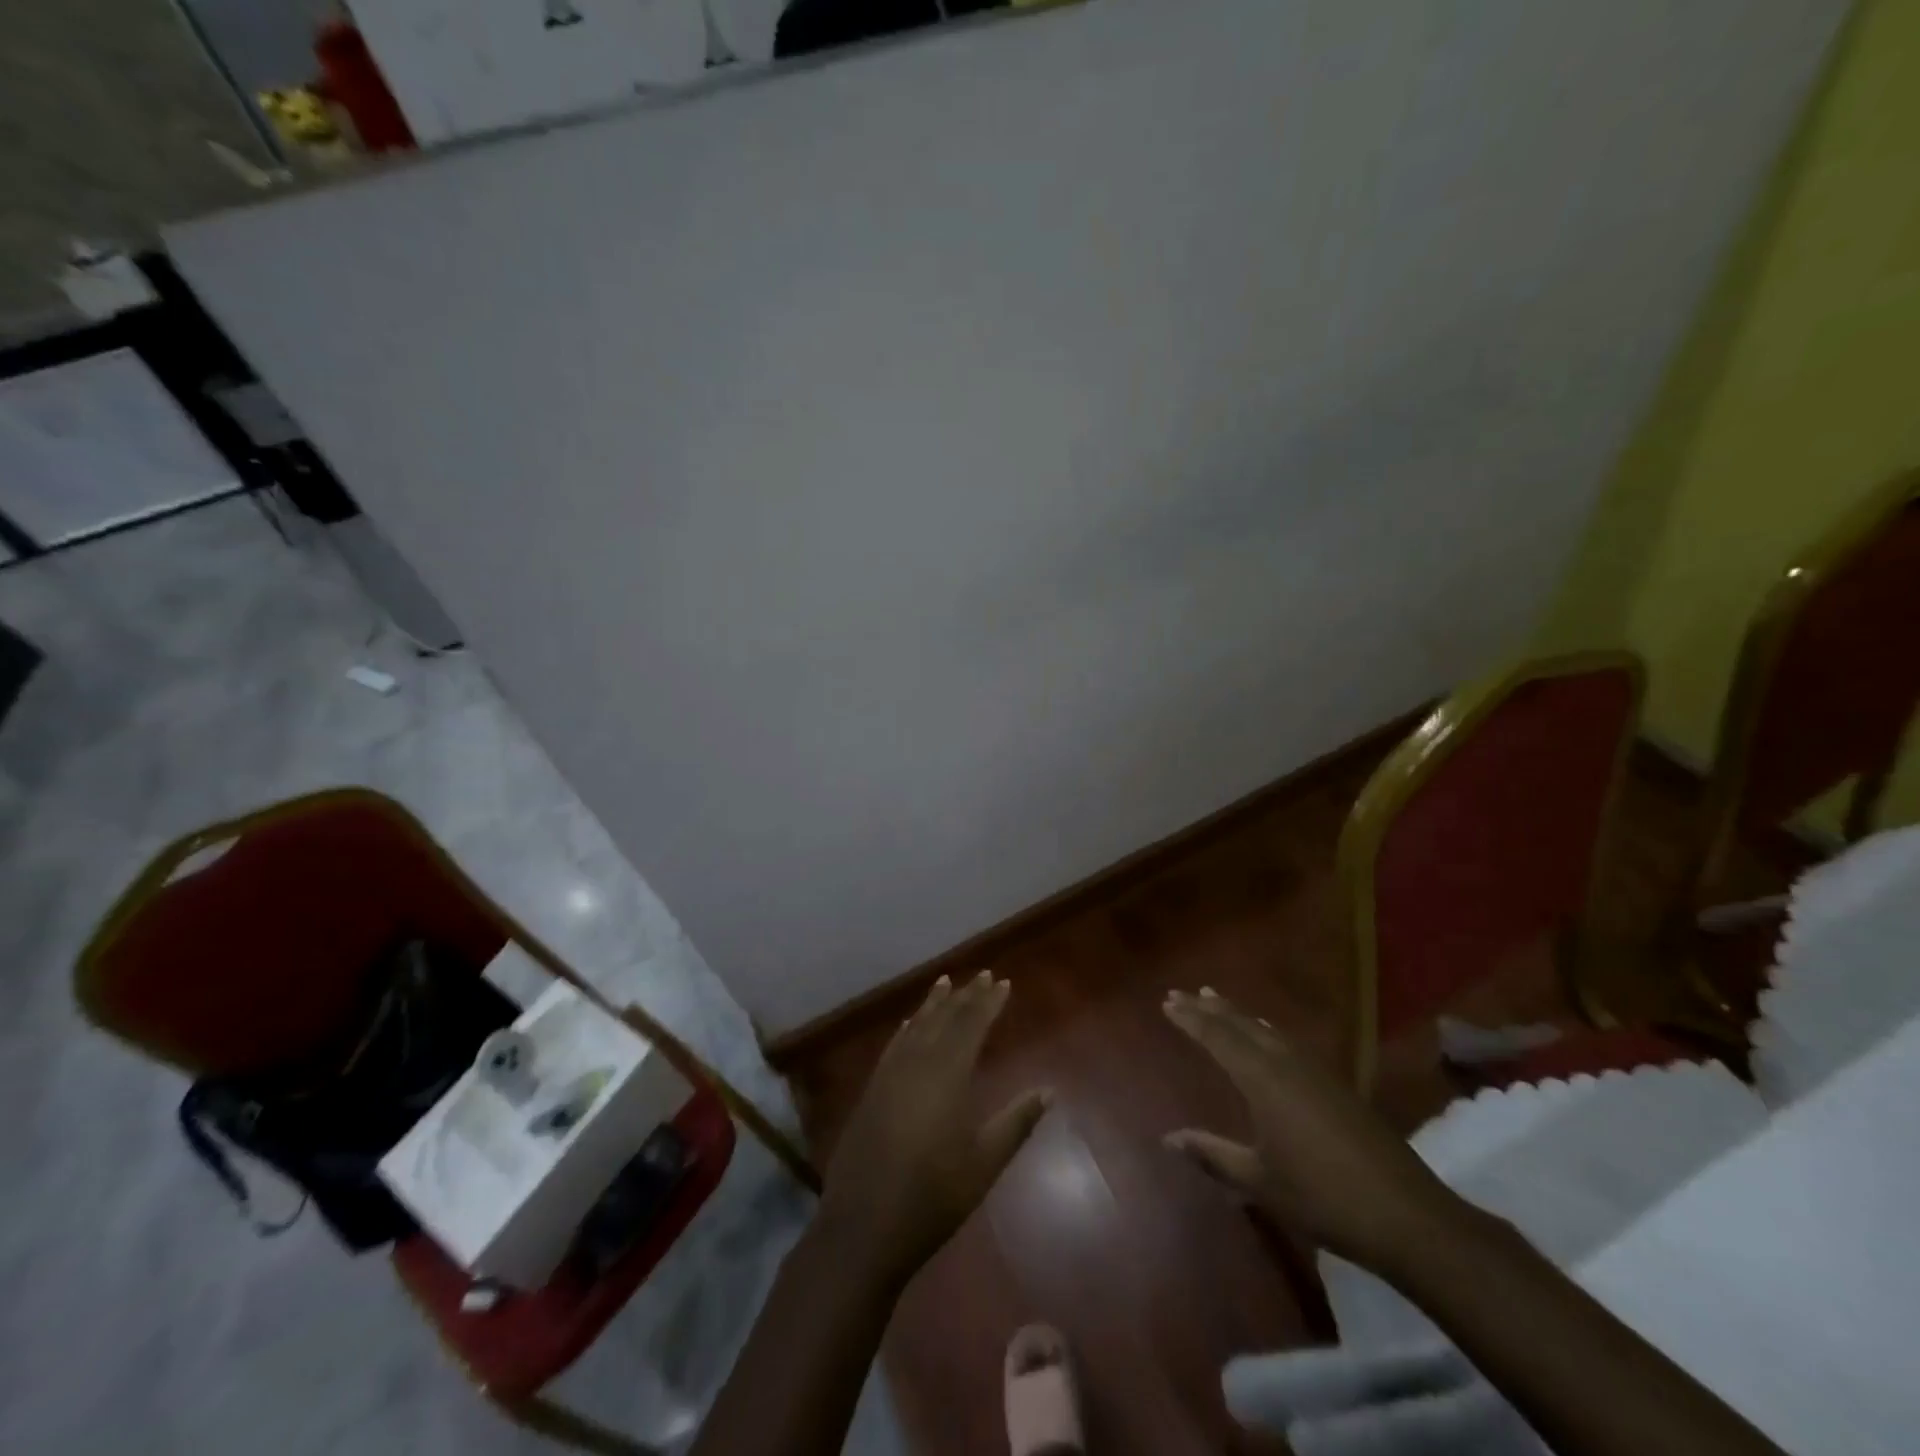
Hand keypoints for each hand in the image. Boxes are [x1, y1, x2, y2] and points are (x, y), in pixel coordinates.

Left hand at [817, 971, 1050, 1286]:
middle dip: (965, 996)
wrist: (864, 1226)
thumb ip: (1016, 1122)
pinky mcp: (871, 1091)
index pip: (972, 1025)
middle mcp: (917, 1063)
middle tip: (982, 975)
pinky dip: (906, 1028)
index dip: (988, 1002)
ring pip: (916, 1026)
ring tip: (946, 983)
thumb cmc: (933, 1197)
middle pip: (944, 1019)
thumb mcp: (984, 1162)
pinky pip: (894, 1045)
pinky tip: (908, 1024)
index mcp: (948, 1075)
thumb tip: (1048, 1090)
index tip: (1002, 982)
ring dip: (933, 1004)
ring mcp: (889, 1075)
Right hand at [1161, 987, 1455, 1271]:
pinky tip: (1266, 1032)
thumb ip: (1212, 1155)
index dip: (1191, 1019)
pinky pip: (1288, 1041)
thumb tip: (1168, 1138)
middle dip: (1209, 1008)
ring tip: (1215, 1000)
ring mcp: (1316, 1070)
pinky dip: (1265, 1029)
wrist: (1406, 1215)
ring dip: (1237, 1013)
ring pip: (1266, 1028)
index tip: (1167, 1002)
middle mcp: (1287, 1063)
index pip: (1218, 1037)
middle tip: (1182, 993)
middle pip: (1241, 1024)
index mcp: (1263, 1079)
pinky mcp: (1337, 1084)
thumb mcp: (1260, 1181)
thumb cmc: (1323, 1198)